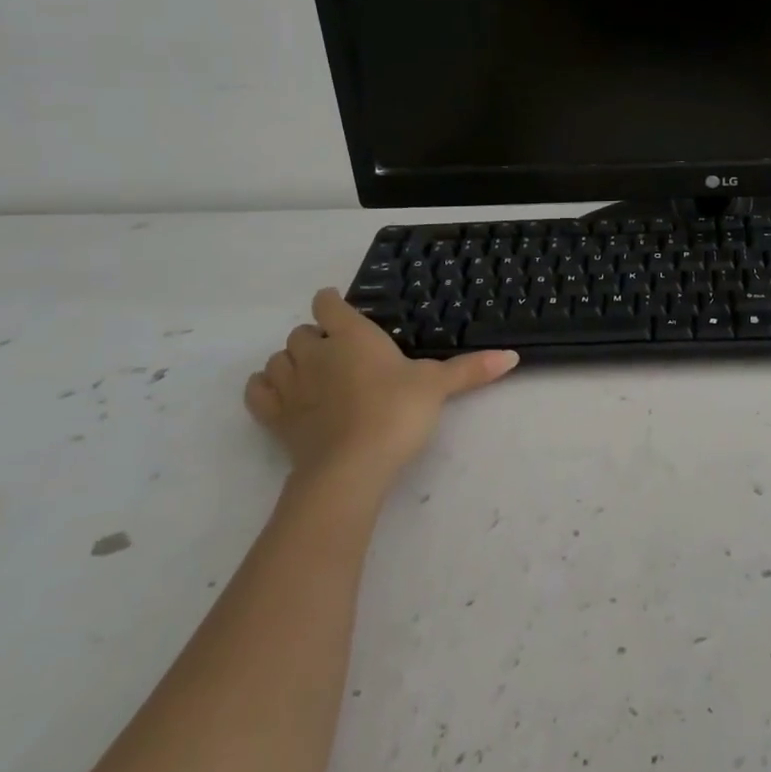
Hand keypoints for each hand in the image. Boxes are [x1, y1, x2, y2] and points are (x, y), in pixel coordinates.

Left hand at [244, 290, 518, 493]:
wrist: (350, 468)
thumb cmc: (395, 413)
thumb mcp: (438, 387)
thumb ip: (471, 370)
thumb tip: (513, 357)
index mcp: (352, 336)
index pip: (329, 304)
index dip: (333, 303)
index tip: (342, 309)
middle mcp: (316, 353)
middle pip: (301, 332)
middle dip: (316, 337)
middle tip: (341, 352)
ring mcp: (291, 386)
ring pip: (277, 358)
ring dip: (290, 361)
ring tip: (313, 373)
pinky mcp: (275, 419)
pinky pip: (258, 391)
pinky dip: (266, 388)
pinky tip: (283, 395)